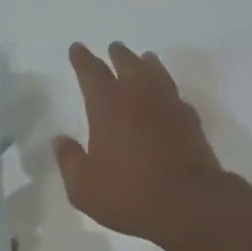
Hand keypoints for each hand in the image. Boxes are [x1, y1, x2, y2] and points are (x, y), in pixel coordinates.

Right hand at [54, 42, 227, 247]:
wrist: (188, 203)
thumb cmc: (128, 194)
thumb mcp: (83, 186)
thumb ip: (70, 161)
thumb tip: (61, 141)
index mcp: (108, 106)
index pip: (92, 73)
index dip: (83, 59)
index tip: (77, 48)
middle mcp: (139, 97)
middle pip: (128, 65)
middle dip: (118, 55)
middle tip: (114, 47)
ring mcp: (169, 107)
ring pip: (157, 75)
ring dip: (148, 64)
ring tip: (145, 58)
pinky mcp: (191, 122)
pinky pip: (175, 96)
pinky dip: (167, 90)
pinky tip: (167, 96)